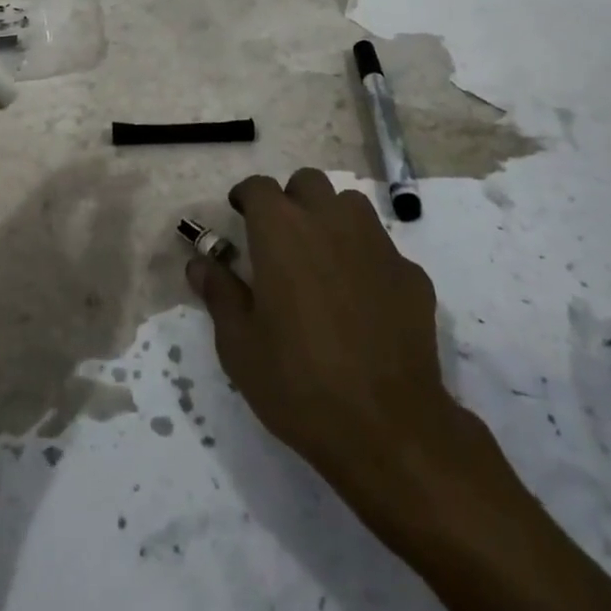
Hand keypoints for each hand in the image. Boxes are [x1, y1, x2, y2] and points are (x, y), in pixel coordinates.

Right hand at [187, 169, 518, 533]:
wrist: (388, 427)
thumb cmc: (297, 381)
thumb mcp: (239, 344)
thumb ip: (218, 292)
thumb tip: (199, 262)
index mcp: (281, 230)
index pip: (258, 187)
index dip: (245, 197)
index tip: (238, 214)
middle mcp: (330, 221)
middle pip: (308, 182)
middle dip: (290, 199)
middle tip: (280, 237)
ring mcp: (377, 244)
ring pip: (350, 206)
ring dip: (331, 218)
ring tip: (321, 259)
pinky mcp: (411, 273)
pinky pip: (381, 248)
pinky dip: (365, 259)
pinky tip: (362, 300)